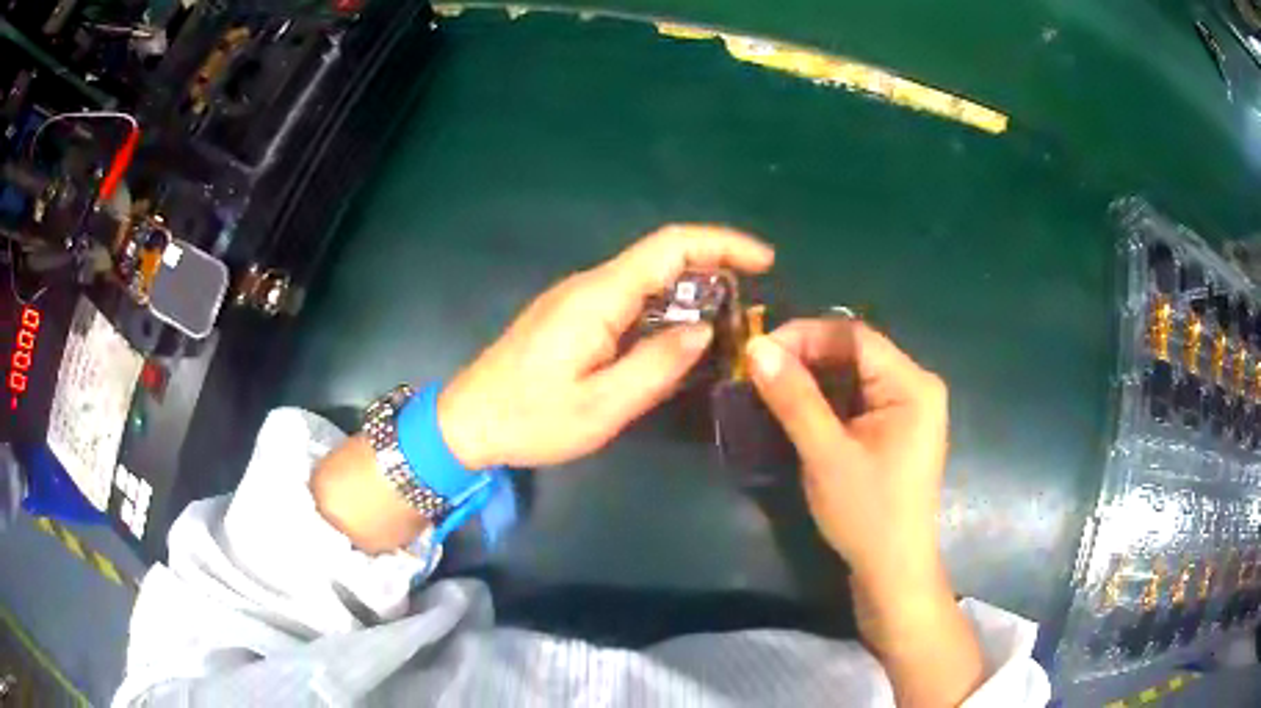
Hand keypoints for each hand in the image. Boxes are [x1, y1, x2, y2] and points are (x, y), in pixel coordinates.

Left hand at [438, 225, 774, 469]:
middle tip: (754, 301)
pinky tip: (680, 337)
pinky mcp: (572, 316)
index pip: (670, 246)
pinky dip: (666, 307)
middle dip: (715, 266)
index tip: (764, 261)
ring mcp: (578, 298)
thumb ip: (657, 366)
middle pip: (662, 256)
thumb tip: (704, 332)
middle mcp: (590, 285)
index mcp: (599, 297)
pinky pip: (629, 298)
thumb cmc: (530, 419)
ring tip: (728, 323)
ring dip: (692, 289)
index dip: (721, 244)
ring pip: (647, 277)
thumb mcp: (601, 407)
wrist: (466, 422)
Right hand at [746, 320, 982, 706]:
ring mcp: (908, 407)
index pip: (854, 336)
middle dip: (804, 357)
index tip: (757, 351)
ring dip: (811, 378)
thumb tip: (756, 347)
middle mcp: (916, 385)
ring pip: (852, 374)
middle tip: (757, 371)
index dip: (804, 335)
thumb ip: (794, 398)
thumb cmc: (867, 514)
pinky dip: (825, 399)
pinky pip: (857, 397)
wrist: (893, 571)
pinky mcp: (895, 428)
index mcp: (912, 384)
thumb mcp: (826, 455)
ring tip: (769, 387)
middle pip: (854, 351)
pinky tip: (797, 408)